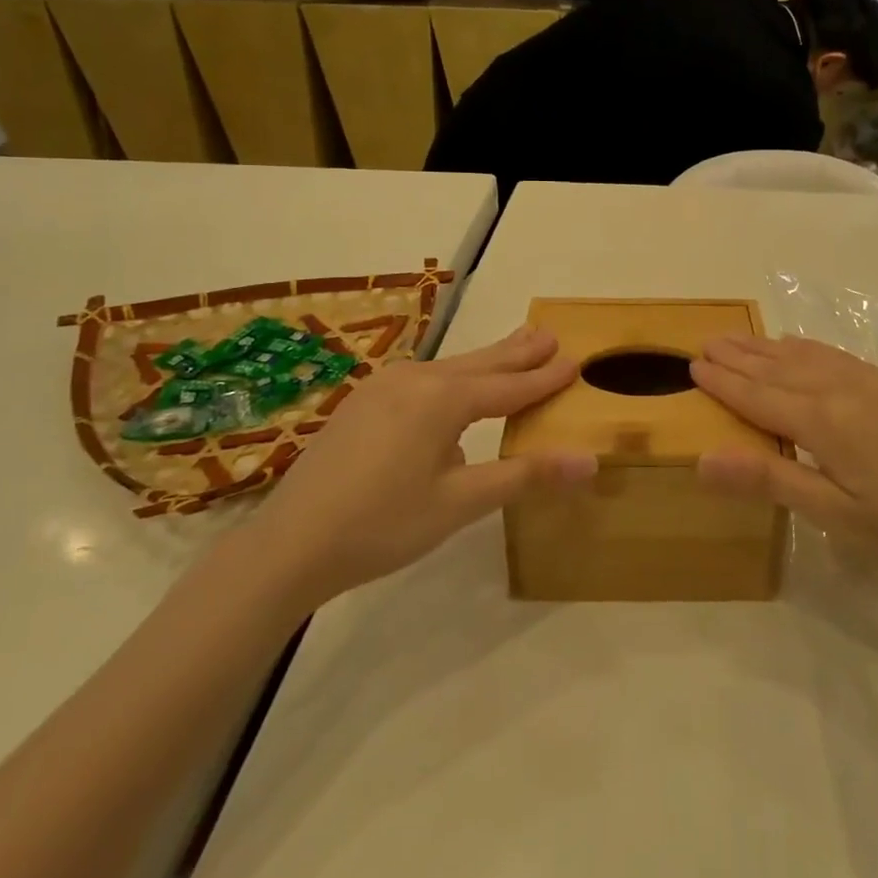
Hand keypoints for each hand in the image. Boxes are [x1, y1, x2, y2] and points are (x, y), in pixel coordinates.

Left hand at [244, 326, 596, 612]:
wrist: (288, 544)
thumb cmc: (382, 525)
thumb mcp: (460, 503)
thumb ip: (524, 475)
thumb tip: (589, 461)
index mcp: (442, 399)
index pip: (510, 386)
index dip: (545, 378)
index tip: (577, 361)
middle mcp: (416, 379)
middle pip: (480, 363)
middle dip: (518, 351)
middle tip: (550, 334)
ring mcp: (384, 387)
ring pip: (450, 369)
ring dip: (486, 361)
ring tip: (513, 348)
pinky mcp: (363, 402)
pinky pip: (423, 380)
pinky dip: (453, 377)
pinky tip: (453, 388)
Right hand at [691, 335, 877, 593]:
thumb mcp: (837, 518)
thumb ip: (770, 480)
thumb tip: (702, 458)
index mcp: (824, 422)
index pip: (758, 396)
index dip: (724, 382)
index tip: (693, 364)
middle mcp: (844, 390)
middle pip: (779, 368)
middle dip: (740, 356)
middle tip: (707, 341)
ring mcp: (875, 383)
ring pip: (808, 356)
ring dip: (770, 347)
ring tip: (743, 339)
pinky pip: (838, 357)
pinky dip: (808, 349)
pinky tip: (803, 349)